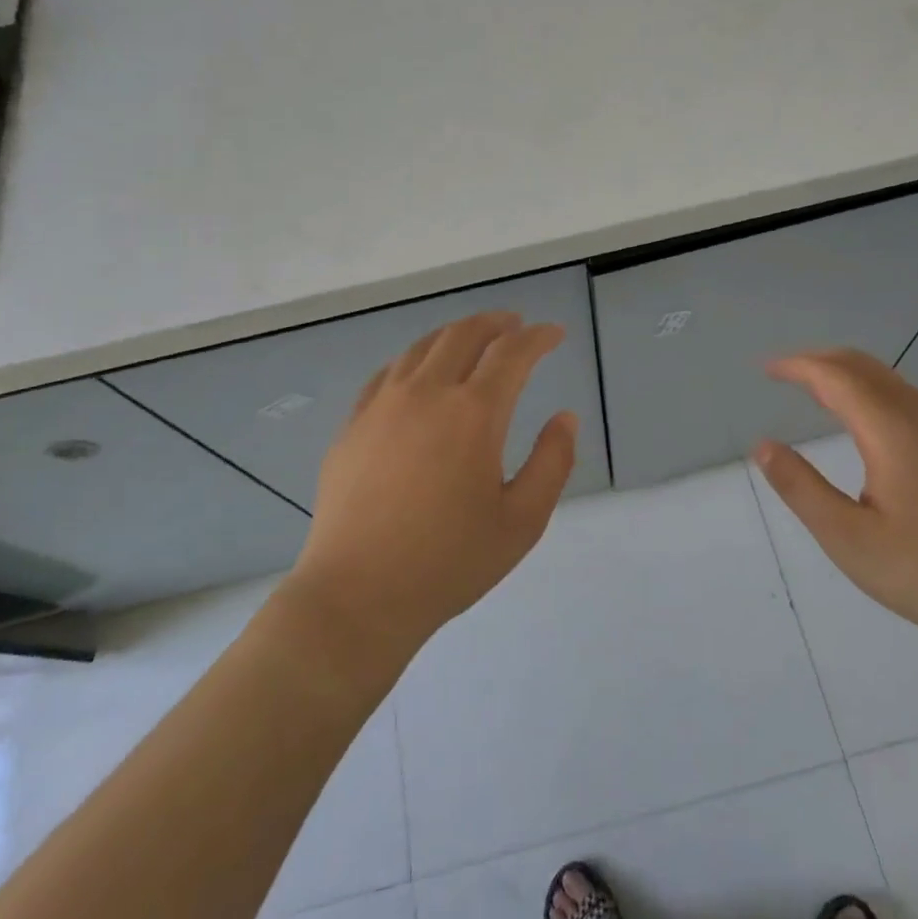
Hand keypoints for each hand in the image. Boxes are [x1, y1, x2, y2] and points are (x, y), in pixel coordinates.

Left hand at [286, 311, 577, 668]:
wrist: (357, 595)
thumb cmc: (448, 562)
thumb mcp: (522, 521)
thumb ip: (553, 462)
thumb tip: (565, 417)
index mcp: (473, 413)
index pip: (512, 352)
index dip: (539, 337)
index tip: (554, 334)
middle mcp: (426, 393)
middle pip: (463, 334)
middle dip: (495, 323)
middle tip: (515, 325)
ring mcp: (382, 406)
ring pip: (421, 347)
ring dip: (454, 334)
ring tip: (472, 340)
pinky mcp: (352, 425)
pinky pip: (386, 373)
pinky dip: (414, 360)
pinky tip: (418, 374)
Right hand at [754, 349, 917, 652]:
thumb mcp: (851, 540)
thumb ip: (802, 489)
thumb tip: (763, 446)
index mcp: (891, 430)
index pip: (835, 377)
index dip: (797, 366)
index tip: (766, 369)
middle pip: (864, 366)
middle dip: (820, 361)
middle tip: (785, 373)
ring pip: (890, 380)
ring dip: (848, 375)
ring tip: (817, 391)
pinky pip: (908, 399)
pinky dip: (873, 392)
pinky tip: (868, 424)